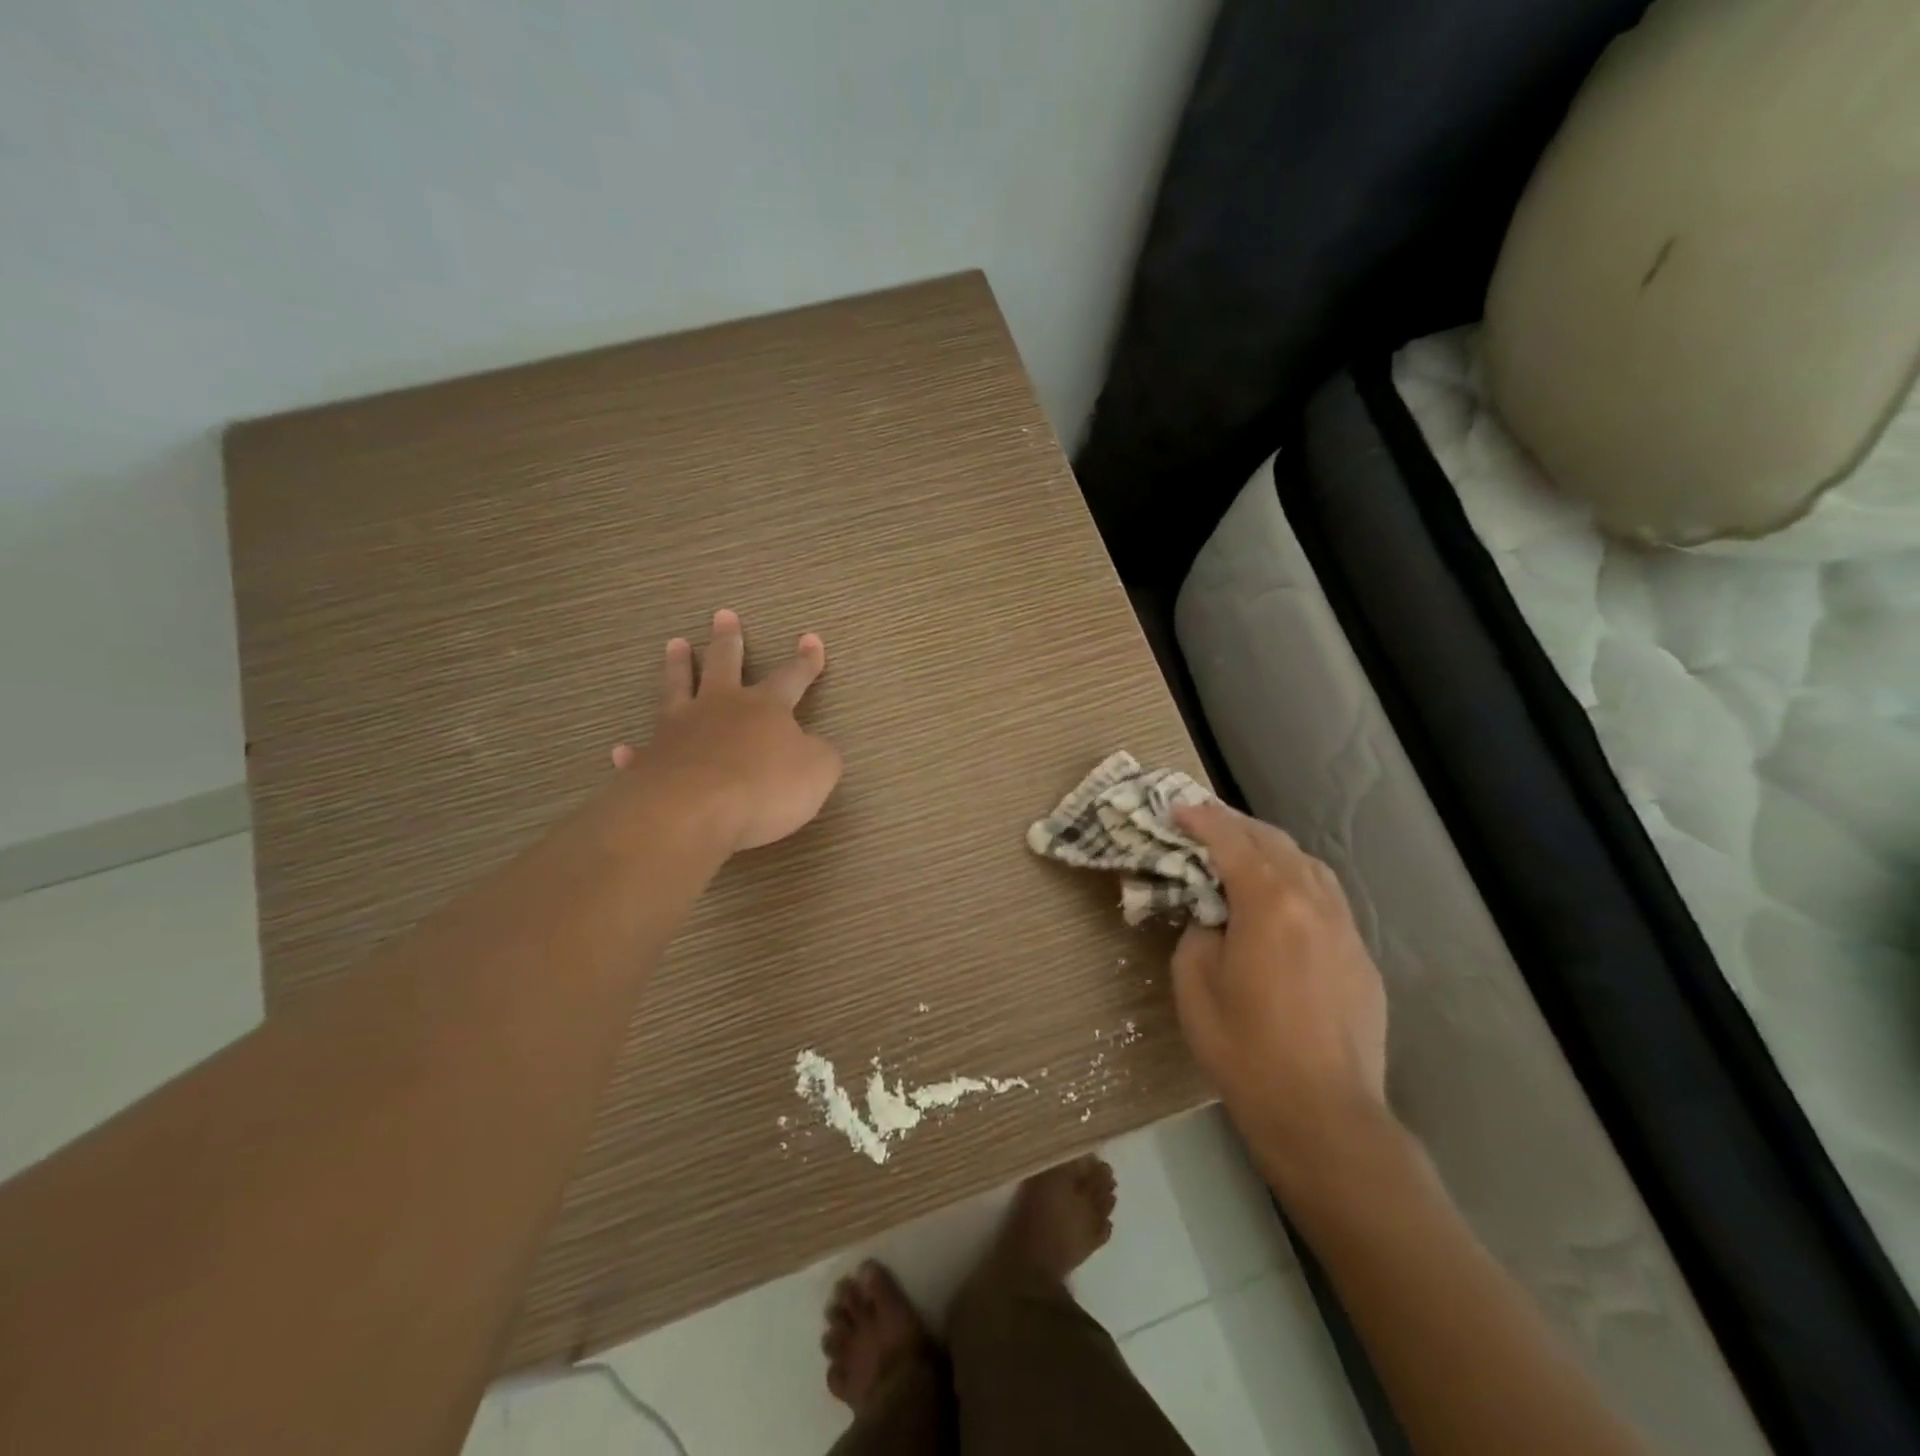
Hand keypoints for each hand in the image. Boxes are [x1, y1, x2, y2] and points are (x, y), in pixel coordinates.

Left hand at [611, 610, 842, 851]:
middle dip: (728, 640)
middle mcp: (719, 708)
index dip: (805, 661)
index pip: (791, 677)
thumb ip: (821, 755)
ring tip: (675, 644)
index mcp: (765, 708)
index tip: (811, 639)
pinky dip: (634, 751)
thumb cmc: (764, 788)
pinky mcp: (649, 762)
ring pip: (678, 688)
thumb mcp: (817, 772)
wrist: (692, 812)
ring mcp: (678, 731)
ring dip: (677, 666)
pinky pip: (641, 752)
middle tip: (723, 615)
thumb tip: (816, 747)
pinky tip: (623, 749)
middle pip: (724, 665)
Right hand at [1170, 801, 1390, 1193]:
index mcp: (1269, 902)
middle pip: (1273, 842)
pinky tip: (1280, 899)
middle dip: (1235, 825)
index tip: (1176, 809)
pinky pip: (1326, 897)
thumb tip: (1214, 918)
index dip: (1201, 819)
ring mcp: (1344, 928)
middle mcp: (1313, 901)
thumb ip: (1199, 933)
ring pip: (1308, 864)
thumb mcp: (1195, 984)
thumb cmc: (1245, 1048)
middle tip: (1203, 823)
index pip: (1231, 840)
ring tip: (1242, 852)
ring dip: (1270, 849)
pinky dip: (1296, 880)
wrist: (1323, 1114)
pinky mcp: (1360, 956)